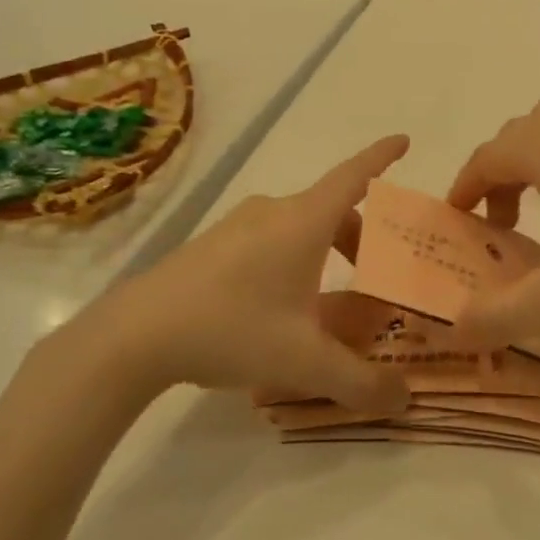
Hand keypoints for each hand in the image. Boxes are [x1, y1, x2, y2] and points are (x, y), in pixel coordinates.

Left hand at [53, 137, 413, 415]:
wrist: (134, 335)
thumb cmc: (232, 330)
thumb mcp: (306, 363)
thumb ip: (361, 383)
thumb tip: (405, 400)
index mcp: (304, 222)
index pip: (354, 176)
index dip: (382, 157)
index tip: (404, 140)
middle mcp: (273, 212)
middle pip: (332, 211)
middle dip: (362, 238)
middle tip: (376, 274)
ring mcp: (237, 226)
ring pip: (300, 227)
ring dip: (327, 251)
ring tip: (331, 301)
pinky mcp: (212, 246)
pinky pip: (270, 241)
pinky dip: (294, 260)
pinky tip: (282, 309)